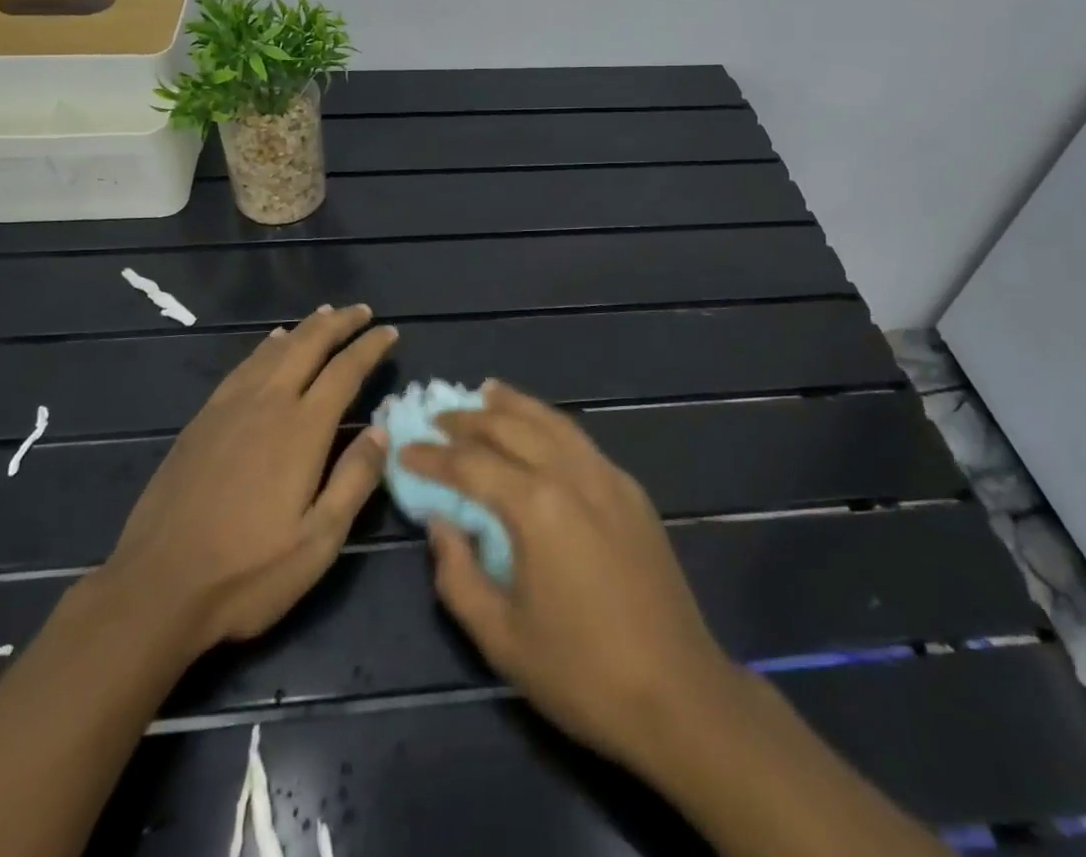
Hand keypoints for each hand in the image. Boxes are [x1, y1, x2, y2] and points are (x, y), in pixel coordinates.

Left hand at [95, 305, 394, 663]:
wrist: (156, 587)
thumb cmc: (247, 572)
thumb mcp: (318, 542)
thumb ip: (354, 480)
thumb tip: (383, 430)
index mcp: (302, 429)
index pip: (345, 370)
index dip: (370, 347)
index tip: (390, 332)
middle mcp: (268, 403)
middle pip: (309, 345)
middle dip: (339, 323)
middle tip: (362, 310)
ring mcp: (230, 407)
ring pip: (275, 349)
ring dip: (305, 328)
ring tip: (325, 314)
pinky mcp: (203, 419)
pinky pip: (243, 366)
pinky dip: (266, 346)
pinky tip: (271, 342)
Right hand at [401, 380, 739, 772]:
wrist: (680, 694)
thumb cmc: (582, 673)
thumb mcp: (501, 638)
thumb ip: (458, 574)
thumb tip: (441, 524)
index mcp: (537, 506)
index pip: (471, 464)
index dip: (433, 456)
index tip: (405, 448)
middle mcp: (572, 475)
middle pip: (512, 426)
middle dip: (470, 419)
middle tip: (439, 416)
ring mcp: (608, 477)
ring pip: (551, 421)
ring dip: (514, 404)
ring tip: (486, 391)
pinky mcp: (631, 490)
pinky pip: (580, 440)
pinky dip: (549, 423)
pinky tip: (539, 428)